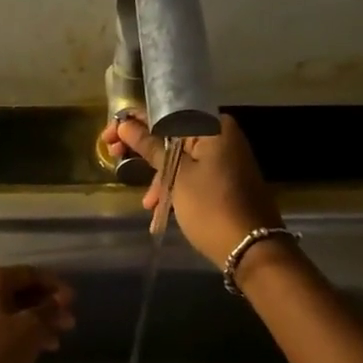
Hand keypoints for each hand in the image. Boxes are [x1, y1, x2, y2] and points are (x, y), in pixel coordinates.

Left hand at [0, 266, 75, 362]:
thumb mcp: (31, 331)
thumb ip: (49, 311)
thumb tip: (59, 302)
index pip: (30, 274)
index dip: (56, 287)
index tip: (75, 303)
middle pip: (17, 292)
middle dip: (45, 308)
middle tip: (68, 325)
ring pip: (6, 311)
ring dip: (33, 323)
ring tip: (54, 344)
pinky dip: (14, 333)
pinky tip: (30, 350)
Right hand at [105, 113, 283, 268]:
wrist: (252, 250)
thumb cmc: (211, 207)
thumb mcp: (176, 177)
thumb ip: (151, 147)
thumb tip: (125, 124)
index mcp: (214, 127)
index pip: (166, 112)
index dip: (134, 121)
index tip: (109, 136)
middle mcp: (222, 136)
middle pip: (173, 134)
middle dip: (144, 150)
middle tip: (114, 157)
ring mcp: (226, 159)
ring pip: (181, 158)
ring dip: (160, 177)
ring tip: (147, 204)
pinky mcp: (226, 181)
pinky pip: (193, 175)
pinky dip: (175, 188)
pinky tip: (160, 211)